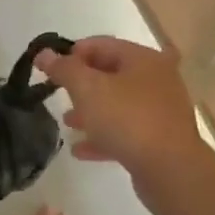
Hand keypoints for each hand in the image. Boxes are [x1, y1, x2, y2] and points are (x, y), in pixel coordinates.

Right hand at [35, 36, 205, 177]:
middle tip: (57, 93)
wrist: (170, 170)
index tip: (48, 68)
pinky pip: (126, 131)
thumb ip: (64, 69)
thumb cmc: (127, 119)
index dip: (71, 53)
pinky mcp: (160, 139)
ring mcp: (161, 111)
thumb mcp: (88, 89)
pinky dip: (103, 136)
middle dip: (82, 84)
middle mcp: (156, 79)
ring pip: (118, 104)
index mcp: (143, 59)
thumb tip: (44, 53)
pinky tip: (80, 150)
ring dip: (91, 111)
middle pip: (111, 74)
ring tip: (67, 122)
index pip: (101, 44)